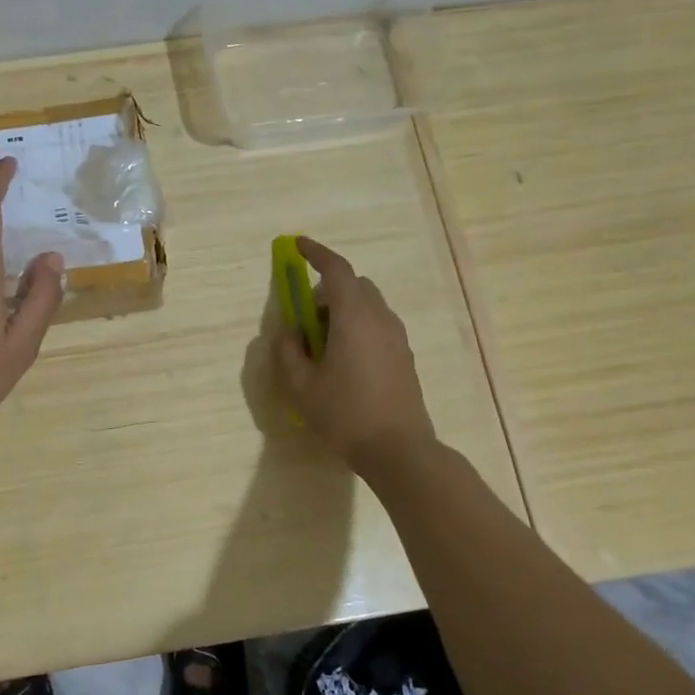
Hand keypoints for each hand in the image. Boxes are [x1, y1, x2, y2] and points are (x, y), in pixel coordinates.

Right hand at [273, 237, 435, 471]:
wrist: (399, 450)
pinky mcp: (405, 357)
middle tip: (307, 317)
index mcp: (354, 317)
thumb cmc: (345, 414)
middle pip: (355, 286)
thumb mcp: (301, 386)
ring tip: (323, 344)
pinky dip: (358, 326)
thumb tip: (290, 332)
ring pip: (369, 306)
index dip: (317, 253)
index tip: (299, 245)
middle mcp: (380, 319)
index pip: (336, 271)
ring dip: (344, 310)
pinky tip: (344, 360)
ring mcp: (397, 338)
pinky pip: (378, 325)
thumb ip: (289, 351)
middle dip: (328, 290)